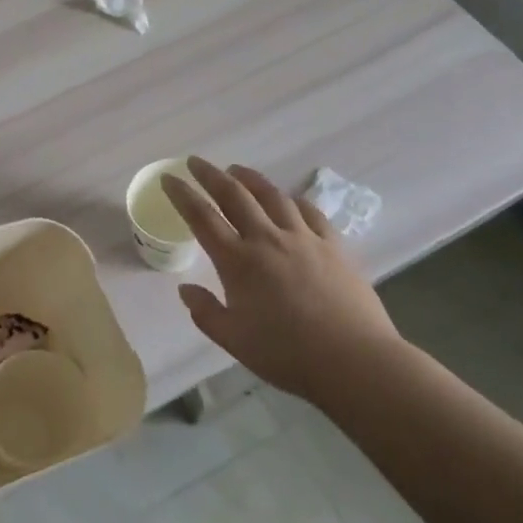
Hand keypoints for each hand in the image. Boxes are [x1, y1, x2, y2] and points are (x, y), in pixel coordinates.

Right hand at [161, 157, 399, 398]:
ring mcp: (303, 238)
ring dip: (250, 179)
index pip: (202, 217)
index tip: (169, 179)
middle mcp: (267, 239)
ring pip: (272, 196)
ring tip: (237, 171)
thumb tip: (185, 290)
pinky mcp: (333, 245)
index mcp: (238, 262)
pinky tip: (289, 200)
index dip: (182, 195)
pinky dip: (293, 200)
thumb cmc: (287, 354)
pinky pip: (310, 212)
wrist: (353, 360)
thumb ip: (205, 313)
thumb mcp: (234, 340)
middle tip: (196, 162)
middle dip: (211, 175)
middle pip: (234, 195)